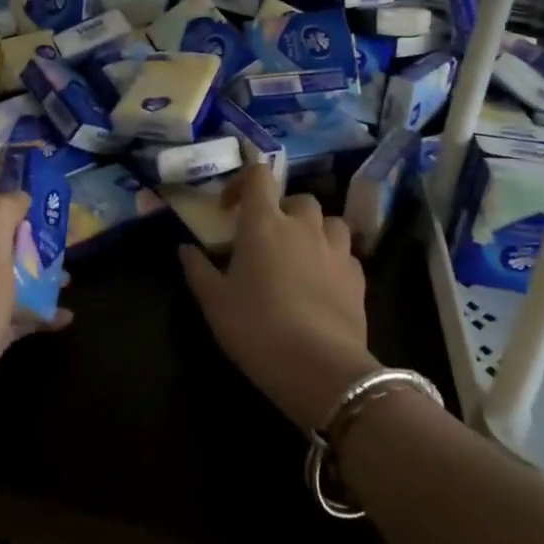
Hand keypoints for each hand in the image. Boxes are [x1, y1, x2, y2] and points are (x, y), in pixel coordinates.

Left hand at [0, 159, 71, 479]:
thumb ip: (0, 213)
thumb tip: (18, 187)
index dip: (5, 162)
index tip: (41, 155)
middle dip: (30, 212)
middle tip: (66, 212)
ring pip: (8, 265)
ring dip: (38, 260)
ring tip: (73, 264)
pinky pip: (13, 311)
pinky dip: (38, 309)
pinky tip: (64, 316)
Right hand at [179, 165, 377, 432]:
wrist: (319, 367)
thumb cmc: (256, 327)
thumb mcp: (214, 302)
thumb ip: (198, 269)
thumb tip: (185, 248)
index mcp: (263, 223)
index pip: (258, 176)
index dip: (244, 182)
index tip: (230, 208)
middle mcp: (302, 225)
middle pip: (297, 198)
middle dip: (281, 211)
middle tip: (266, 238)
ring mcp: (336, 249)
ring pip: (328, 221)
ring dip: (313, 230)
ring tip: (300, 254)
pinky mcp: (358, 276)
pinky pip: (345, 253)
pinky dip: (332, 257)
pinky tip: (322, 281)